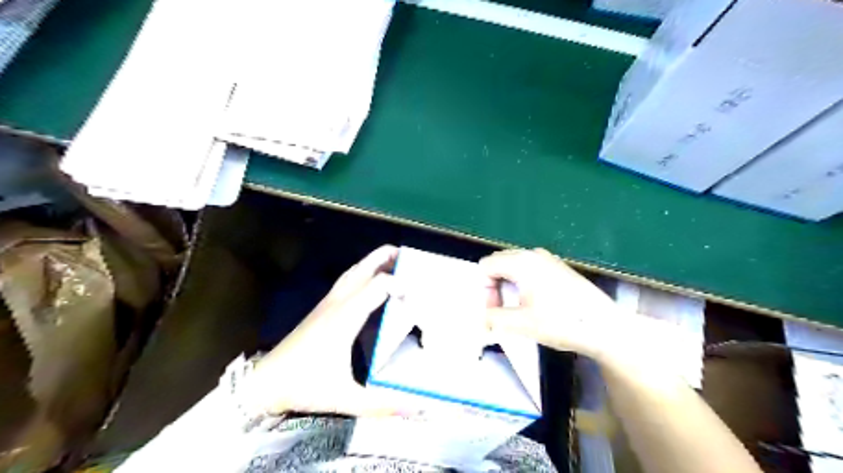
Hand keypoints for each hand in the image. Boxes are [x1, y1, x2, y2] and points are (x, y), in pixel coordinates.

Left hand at [245, 246, 405, 415]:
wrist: (265, 382)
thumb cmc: (305, 385)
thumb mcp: (345, 397)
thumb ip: (381, 404)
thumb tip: (414, 408)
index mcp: (346, 318)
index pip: (377, 287)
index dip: (398, 285)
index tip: (415, 298)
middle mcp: (337, 304)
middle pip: (361, 269)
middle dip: (382, 257)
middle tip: (403, 252)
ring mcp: (327, 304)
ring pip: (351, 273)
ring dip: (370, 263)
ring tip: (389, 260)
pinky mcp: (321, 309)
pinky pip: (345, 282)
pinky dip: (360, 273)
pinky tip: (367, 282)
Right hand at [477, 247, 620, 357]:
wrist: (605, 327)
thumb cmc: (562, 322)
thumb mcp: (522, 324)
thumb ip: (493, 318)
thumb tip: (481, 318)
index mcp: (522, 262)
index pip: (486, 266)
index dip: (484, 289)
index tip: (495, 310)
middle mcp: (533, 254)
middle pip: (499, 263)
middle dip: (494, 286)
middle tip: (503, 310)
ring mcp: (548, 259)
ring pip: (514, 266)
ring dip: (508, 286)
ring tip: (518, 309)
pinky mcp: (558, 267)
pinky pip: (529, 269)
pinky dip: (522, 283)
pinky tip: (535, 304)